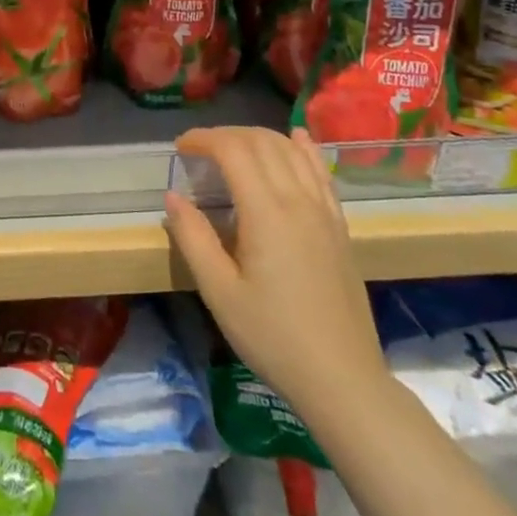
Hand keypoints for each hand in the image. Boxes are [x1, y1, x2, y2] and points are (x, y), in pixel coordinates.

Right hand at [163, 127, 386, 419]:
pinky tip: (296, 138)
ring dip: (259, 137)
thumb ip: (193, 238)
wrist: (343, 380)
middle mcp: (299, 200)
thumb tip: (173, 196)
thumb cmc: (273, 337)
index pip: (233, 150)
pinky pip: (320, 172)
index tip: (180, 148)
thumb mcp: (219, 292)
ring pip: (292, 151)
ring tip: (233, 146)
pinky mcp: (340, 227)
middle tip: (199, 150)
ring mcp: (325, 212)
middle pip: (262, 142)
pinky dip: (303, 148)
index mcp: (266, 212)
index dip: (203, 139)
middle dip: (226, 135)